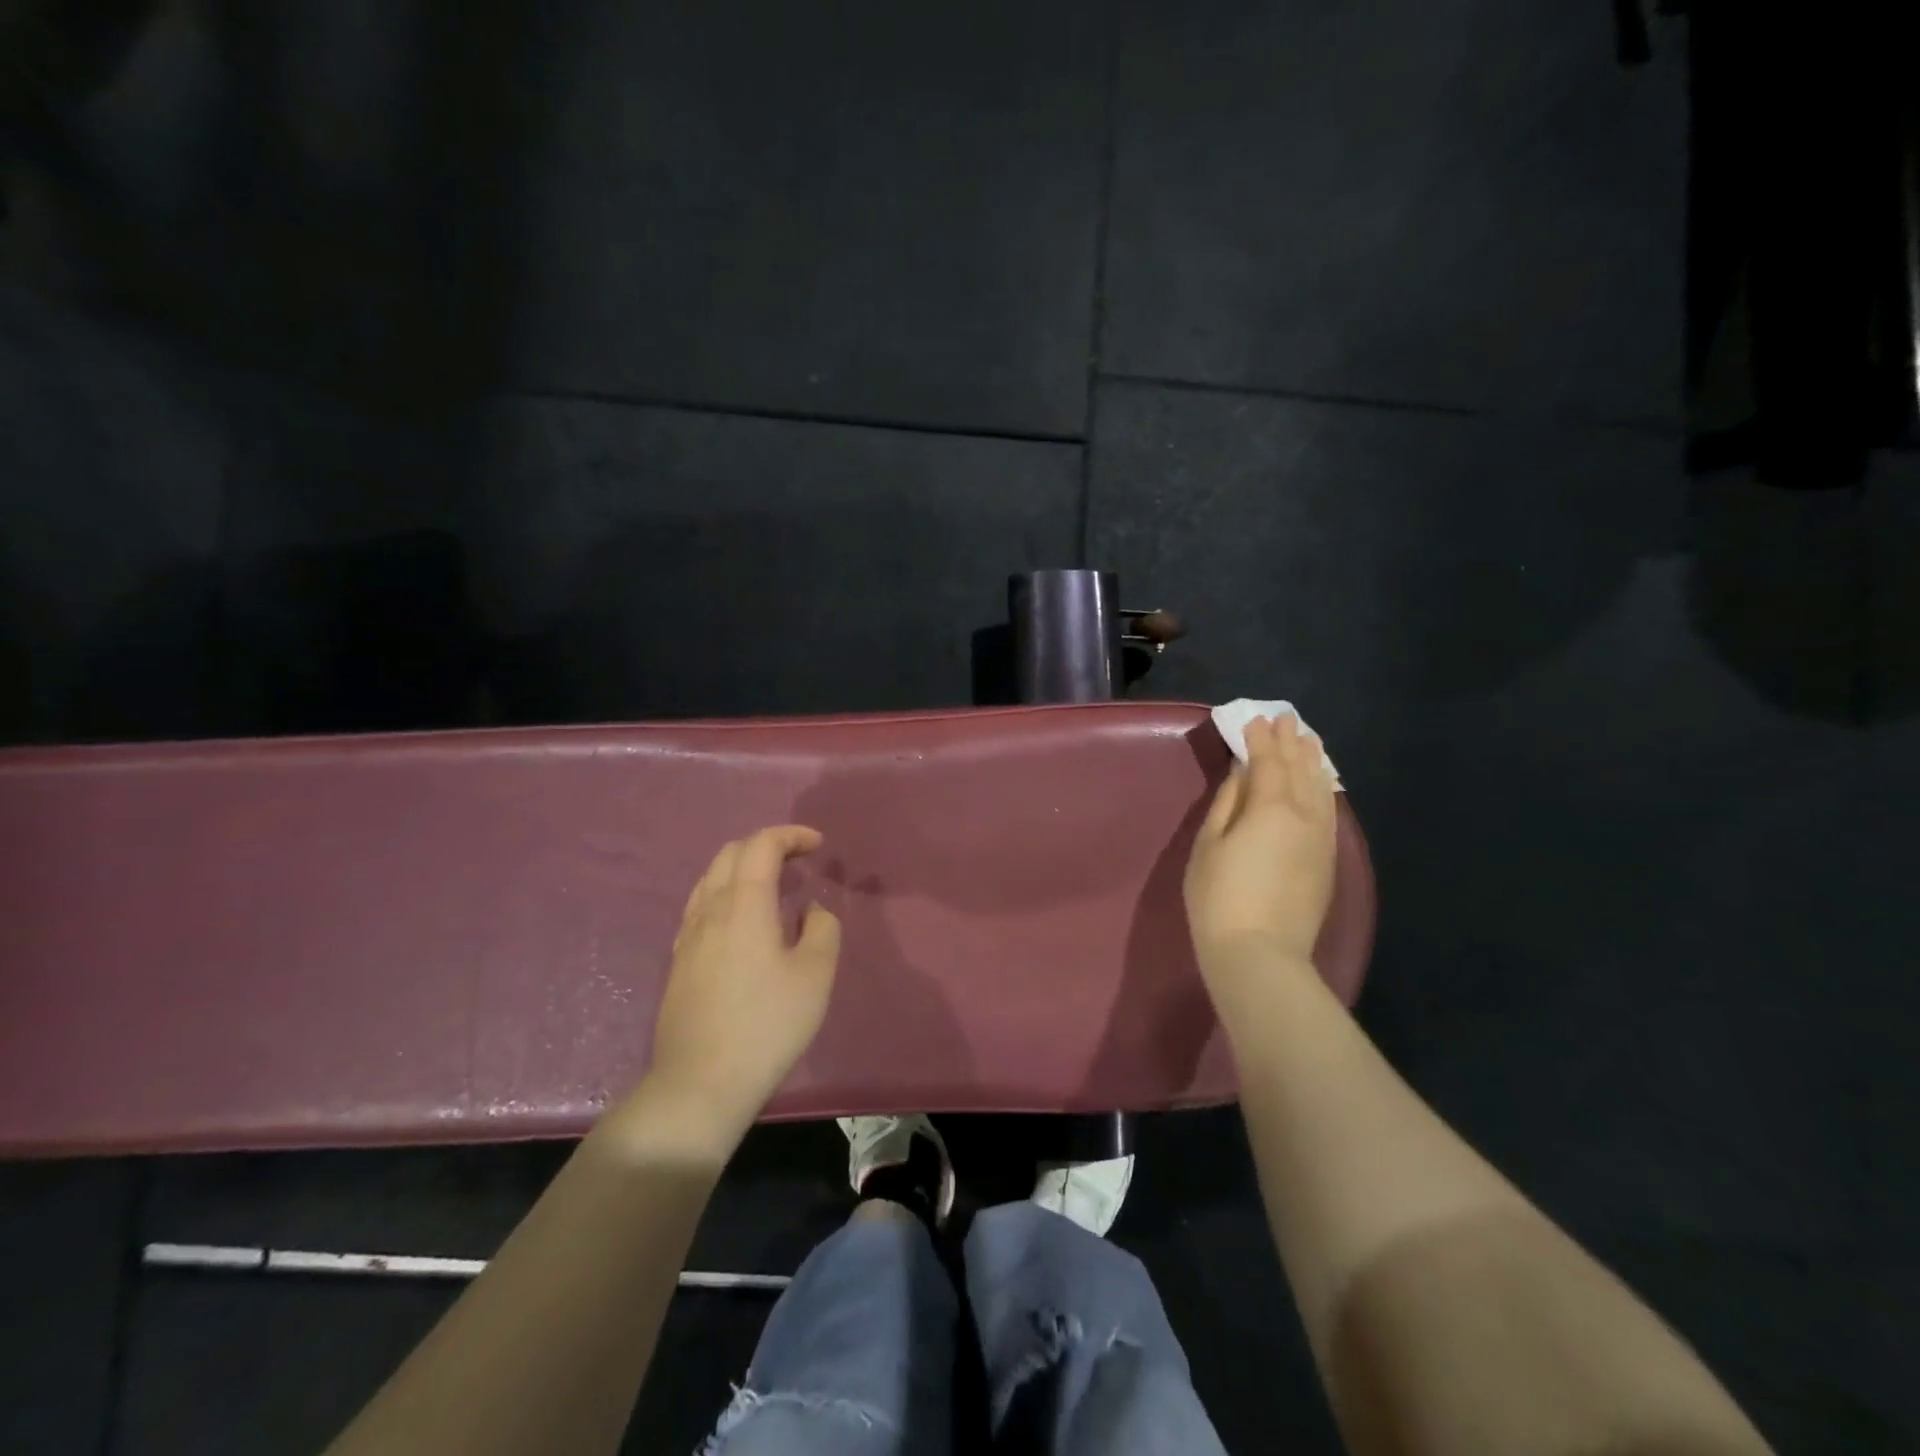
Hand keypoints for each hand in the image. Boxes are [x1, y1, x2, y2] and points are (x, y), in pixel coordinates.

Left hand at [644, 825, 841, 1136]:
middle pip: (731, 853)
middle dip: (767, 845)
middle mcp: (710, 909)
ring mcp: (688, 935)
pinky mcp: (679, 961)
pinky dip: (727, 893)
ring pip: (711, 878)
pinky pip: (702, 906)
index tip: (818, 845)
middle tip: (800, 860)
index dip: (791, 835)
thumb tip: (810, 909)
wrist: (700, 1083)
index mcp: (744, 903)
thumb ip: (822, 928)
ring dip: (744, 868)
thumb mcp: (816, 975)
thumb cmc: (767, 1025)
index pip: (761, 845)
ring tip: (774, 886)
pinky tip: (744, 922)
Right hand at [1183, 713, 1337, 1008]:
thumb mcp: (1209, 844)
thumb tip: (1243, 772)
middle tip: (1287, 718)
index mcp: (1271, 807)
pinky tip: (1320, 784)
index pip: (1268, 761)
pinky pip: (1329, 810)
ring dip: (1313, 761)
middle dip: (1292, 742)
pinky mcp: (1327, 861)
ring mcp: (1322, 839)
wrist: (1260, 955)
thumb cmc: (1219, 897)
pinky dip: (1323, 789)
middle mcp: (1305, 815)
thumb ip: (1228, 802)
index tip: (1254, 718)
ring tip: (1309, 741)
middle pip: (1300, 769)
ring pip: (1321, 788)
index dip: (1260, 738)